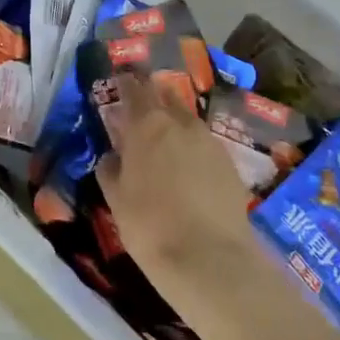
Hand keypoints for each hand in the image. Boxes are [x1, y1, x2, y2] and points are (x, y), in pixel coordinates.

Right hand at [95, 72, 263, 298]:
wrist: (209, 258)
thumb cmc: (149, 226)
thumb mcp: (116, 199)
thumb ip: (110, 169)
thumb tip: (112, 156)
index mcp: (146, 126)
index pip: (134, 90)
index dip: (125, 84)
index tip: (119, 81)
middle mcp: (180, 124)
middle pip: (165, 96)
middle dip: (152, 95)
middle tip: (141, 104)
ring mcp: (209, 142)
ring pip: (187, 119)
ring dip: (174, 120)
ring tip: (164, 134)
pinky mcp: (229, 163)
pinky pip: (204, 143)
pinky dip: (192, 145)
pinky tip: (186, 164)